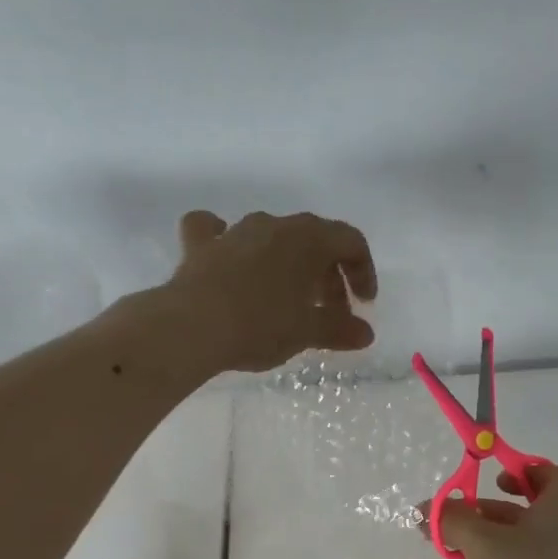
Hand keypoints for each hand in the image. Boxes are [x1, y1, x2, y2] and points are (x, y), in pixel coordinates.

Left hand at [164, 210, 377, 372]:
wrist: (192, 326)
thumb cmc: (260, 325)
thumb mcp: (306, 332)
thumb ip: (339, 329)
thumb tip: (365, 333)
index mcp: (308, 238)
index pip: (350, 242)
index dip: (363, 271)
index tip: (363, 305)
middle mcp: (273, 225)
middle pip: (314, 242)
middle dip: (328, 277)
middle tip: (330, 314)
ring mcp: (234, 232)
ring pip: (272, 239)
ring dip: (288, 265)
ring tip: (288, 300)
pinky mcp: (200, 246)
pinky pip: (216, 232)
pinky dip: (226, 242)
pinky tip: (226, 256)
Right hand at [438, 466, 557, 558]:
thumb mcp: (480, 539)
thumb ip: (451, 519)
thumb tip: (425, 508)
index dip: (529, 471)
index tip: (498, 478)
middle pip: (530, 508)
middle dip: (491, 507)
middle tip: (459, 512)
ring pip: (520, 539)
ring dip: (487, 535)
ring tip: (450, 542)